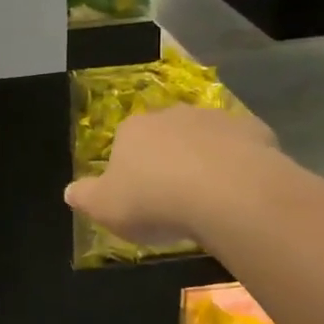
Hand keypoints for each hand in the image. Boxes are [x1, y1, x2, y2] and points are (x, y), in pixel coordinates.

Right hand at [64, 105, 278, 247]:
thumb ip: (84, 197)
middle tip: (174, 198)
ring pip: (205, 139)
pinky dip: (240, 163)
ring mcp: (215, 119)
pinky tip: (242, 191)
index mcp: (133, 130)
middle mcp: (172, 115)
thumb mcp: (104, 208)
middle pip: (165, 137)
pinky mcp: (254, 130)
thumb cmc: (154, 200)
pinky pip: (242, 148)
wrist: (226, 193)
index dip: (130, 170)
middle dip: (168, 160)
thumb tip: (69, 191)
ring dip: (205, 160)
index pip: (124, 144)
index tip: (138, 198)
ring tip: (210, 198)